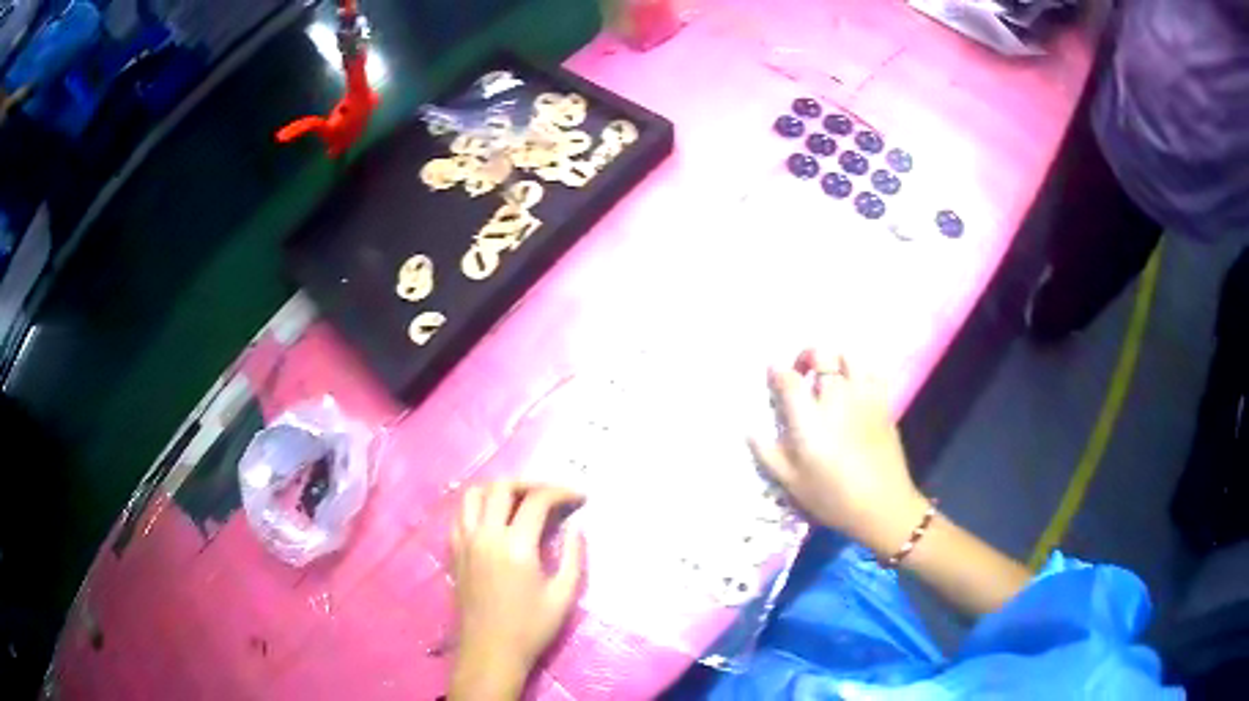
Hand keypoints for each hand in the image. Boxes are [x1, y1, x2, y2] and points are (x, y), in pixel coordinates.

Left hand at [450, 482, 583, 699]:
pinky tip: (495, 519)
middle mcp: (486, 536)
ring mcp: (465, 542)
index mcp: (516, 546)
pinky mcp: (454, 552)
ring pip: (474, 494)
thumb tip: (577, 527)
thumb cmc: (531, 628)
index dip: (562, 491)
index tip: (581, 496)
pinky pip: (461, 515)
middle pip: (502, 487)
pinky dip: (478, 506)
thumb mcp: (563, 596)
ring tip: (521, 499)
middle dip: (531, 483)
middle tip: (552, 494)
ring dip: (499, 489)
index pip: (537, 500)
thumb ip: (573, 556)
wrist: (490, 651)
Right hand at [750, 349, 927, 554]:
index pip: (788, 379)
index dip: (777, 371)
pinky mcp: (883, 403)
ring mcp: (863, 397)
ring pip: (849, 356)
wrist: (883, 506)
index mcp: (809, 419)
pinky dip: (861, 371)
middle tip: (801, 371)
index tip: (772, 373)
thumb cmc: (833, 498)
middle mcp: (836, 399)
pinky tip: (856, 386)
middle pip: (821, 356)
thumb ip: (767, 453)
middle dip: (807, 357)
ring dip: (835, 359)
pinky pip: (873, 371)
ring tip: (830, 374)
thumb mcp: (792, 483)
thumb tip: (749, 429)